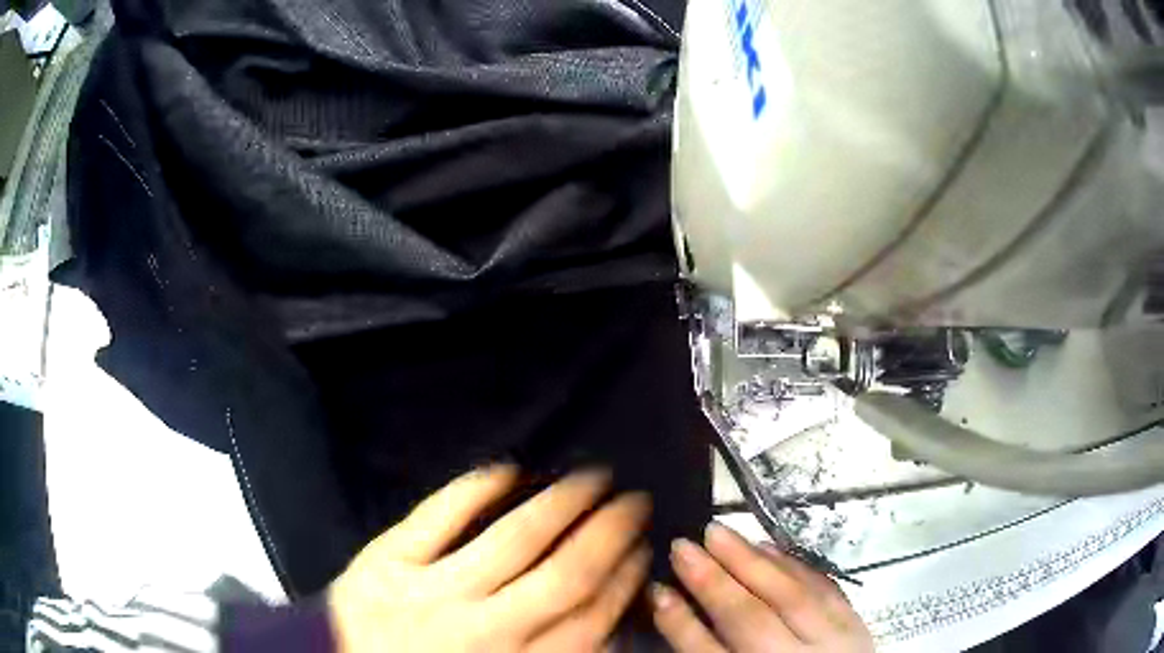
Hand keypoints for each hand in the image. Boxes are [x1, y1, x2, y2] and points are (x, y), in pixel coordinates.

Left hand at [328, 465, 651, 652]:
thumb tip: (605, 619)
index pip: (589, 619)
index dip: (624, 579)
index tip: (642, 549)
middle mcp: (483, 630)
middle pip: (566, 574)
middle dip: (610, 532)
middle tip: (634, 500)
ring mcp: (430, 590)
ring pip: (515, 538)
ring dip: (564, 501)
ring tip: (594, 476)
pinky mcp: (386, 560)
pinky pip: (438, 515)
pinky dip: (475, 487)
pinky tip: (509, 468)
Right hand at [651, 523, 872, 651]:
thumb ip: (707, 650)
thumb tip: (672, 607)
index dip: (681, 623)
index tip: (657, 591)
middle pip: (749, 618)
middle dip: (712, 581)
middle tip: (684, 544)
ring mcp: (832, 641)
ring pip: (790, 595)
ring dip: (751, 561)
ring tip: (720, 534)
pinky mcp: (854, 623)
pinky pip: (823, 587)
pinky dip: (793, 565)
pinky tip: (769, 548)